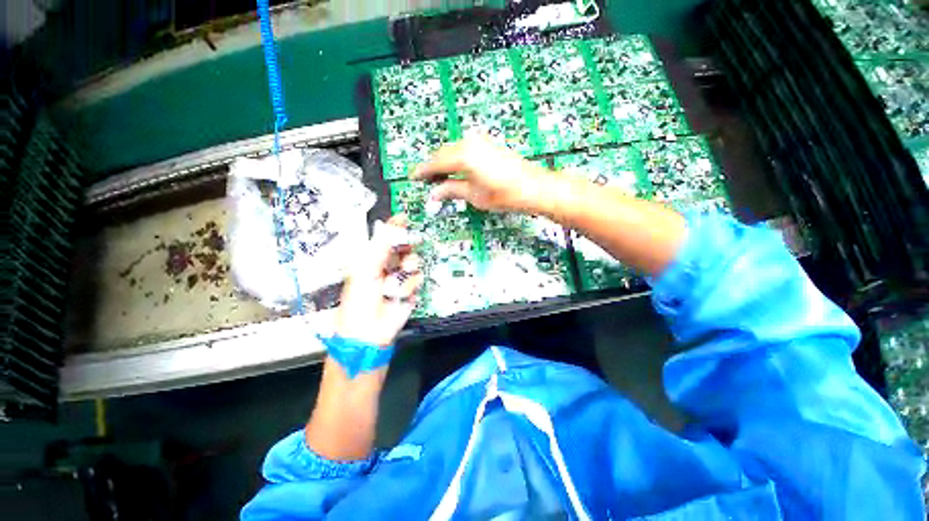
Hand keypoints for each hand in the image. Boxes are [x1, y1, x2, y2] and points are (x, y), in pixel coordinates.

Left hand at [335, 215, 423, 346]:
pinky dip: (411, 285)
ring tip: (398, 278)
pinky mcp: (411, 289)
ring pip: (414, 261)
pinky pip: (418, 278)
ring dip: (408, 268)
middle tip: (407, 247)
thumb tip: (391, 225)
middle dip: (406, 247)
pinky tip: (401, 293)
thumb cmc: (360, 300)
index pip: (386, 238)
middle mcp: (388, 265)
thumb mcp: (366, 269)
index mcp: (373, 259)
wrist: (369, 332)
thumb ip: (381, 246)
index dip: (395, 227)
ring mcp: (401, 277)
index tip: (404, 217)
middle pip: (405, 247)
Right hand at [411, 136, 554, 212]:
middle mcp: (470, 143)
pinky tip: (456, 171)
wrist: (533, 187)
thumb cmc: (504, 195)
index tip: (413, 177)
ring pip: (453, 150)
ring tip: (440, 179)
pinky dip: (456, 160)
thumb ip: (451, 191)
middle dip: (433, 167)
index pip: (435, 163)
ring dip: (445, 163)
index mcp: (463, 156)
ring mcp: (481, 142)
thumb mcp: (474, 196)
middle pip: (443, 154)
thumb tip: (434, 193)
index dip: (423, 171)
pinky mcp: (488, 144)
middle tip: (426, 182)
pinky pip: (465, 149)